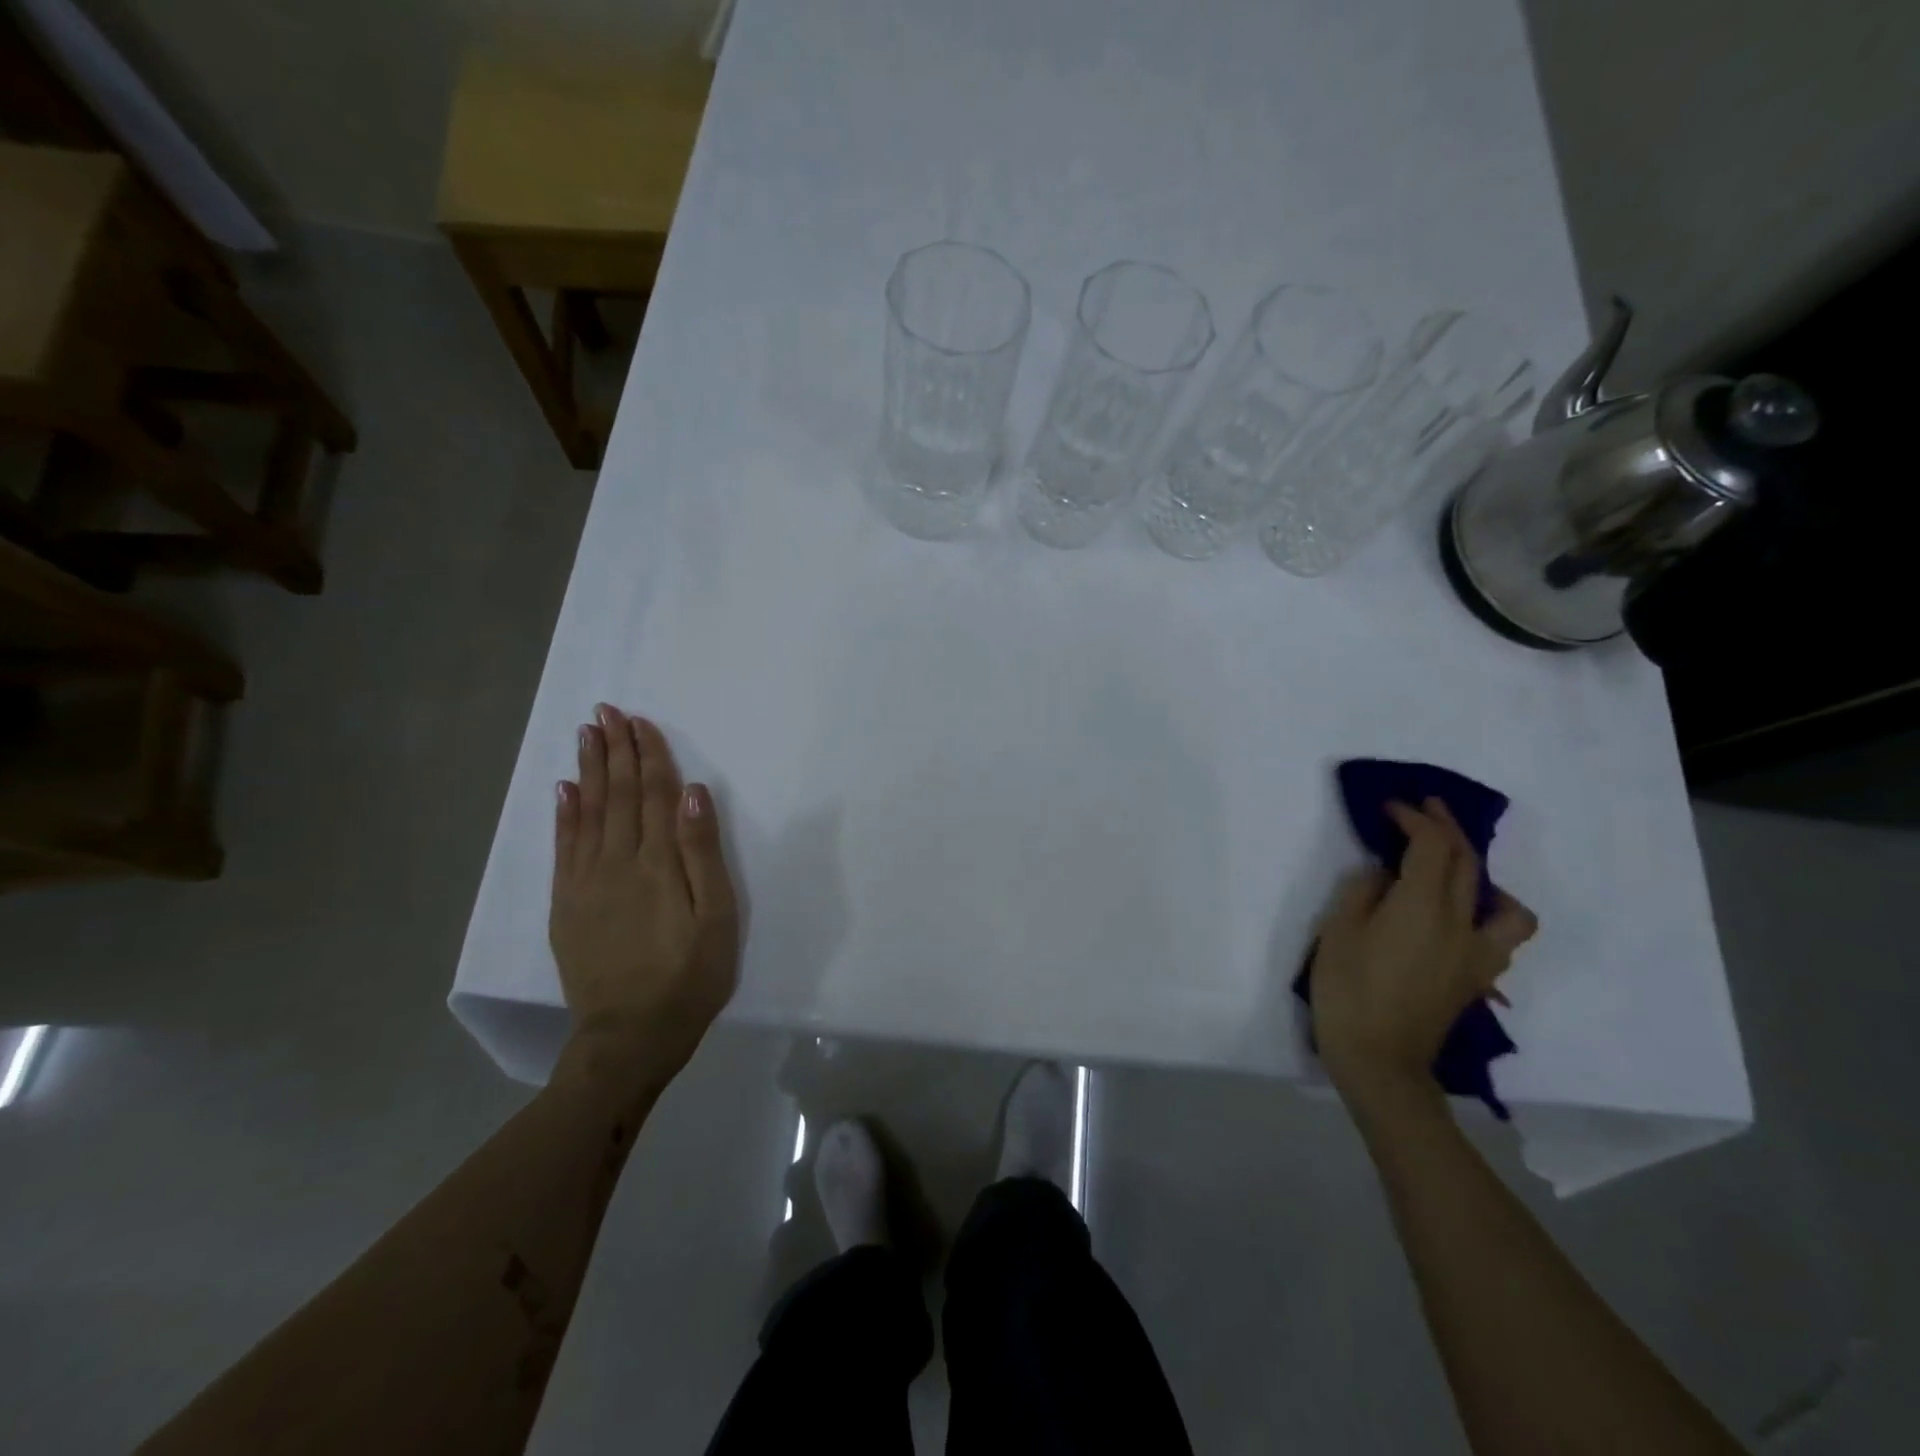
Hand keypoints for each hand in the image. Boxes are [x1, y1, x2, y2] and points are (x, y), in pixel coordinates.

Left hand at [549, 705, 739, 1097]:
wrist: (630, 1036)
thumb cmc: (690, 976)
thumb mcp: (716, 917)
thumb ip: (703, 853)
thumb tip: (692, 793)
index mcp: (657, 863)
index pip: (654, 795)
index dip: (649, 755)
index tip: (640, 721)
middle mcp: (617, 862)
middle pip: (618, 795)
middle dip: (615, 750)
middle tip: (606, 711)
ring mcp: (586, 882)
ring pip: (588, 812)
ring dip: (589, 770)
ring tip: (586, 734)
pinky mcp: (567, 904)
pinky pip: (564, 847)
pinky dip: (564, 814)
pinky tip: (564, 789)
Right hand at [1310, 798, 1535, 1103]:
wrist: (1379, 1060)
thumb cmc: (1347, 991)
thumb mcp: (1338, 931)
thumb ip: (1363, 892)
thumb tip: (1385, 876)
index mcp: (1422, 907)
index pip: (1431, 846)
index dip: (1414, 819)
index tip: (1391, 806)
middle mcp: (1460, 923)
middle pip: (1467, 863)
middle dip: (1446, 828)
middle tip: (1423, 809)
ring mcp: (1477, 953)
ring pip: (1504, 902)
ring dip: (1483, 874)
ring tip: (1457, 870)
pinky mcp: (1477, 977)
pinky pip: (1501, 935)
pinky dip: (1492, 914)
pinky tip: (1463, 917)